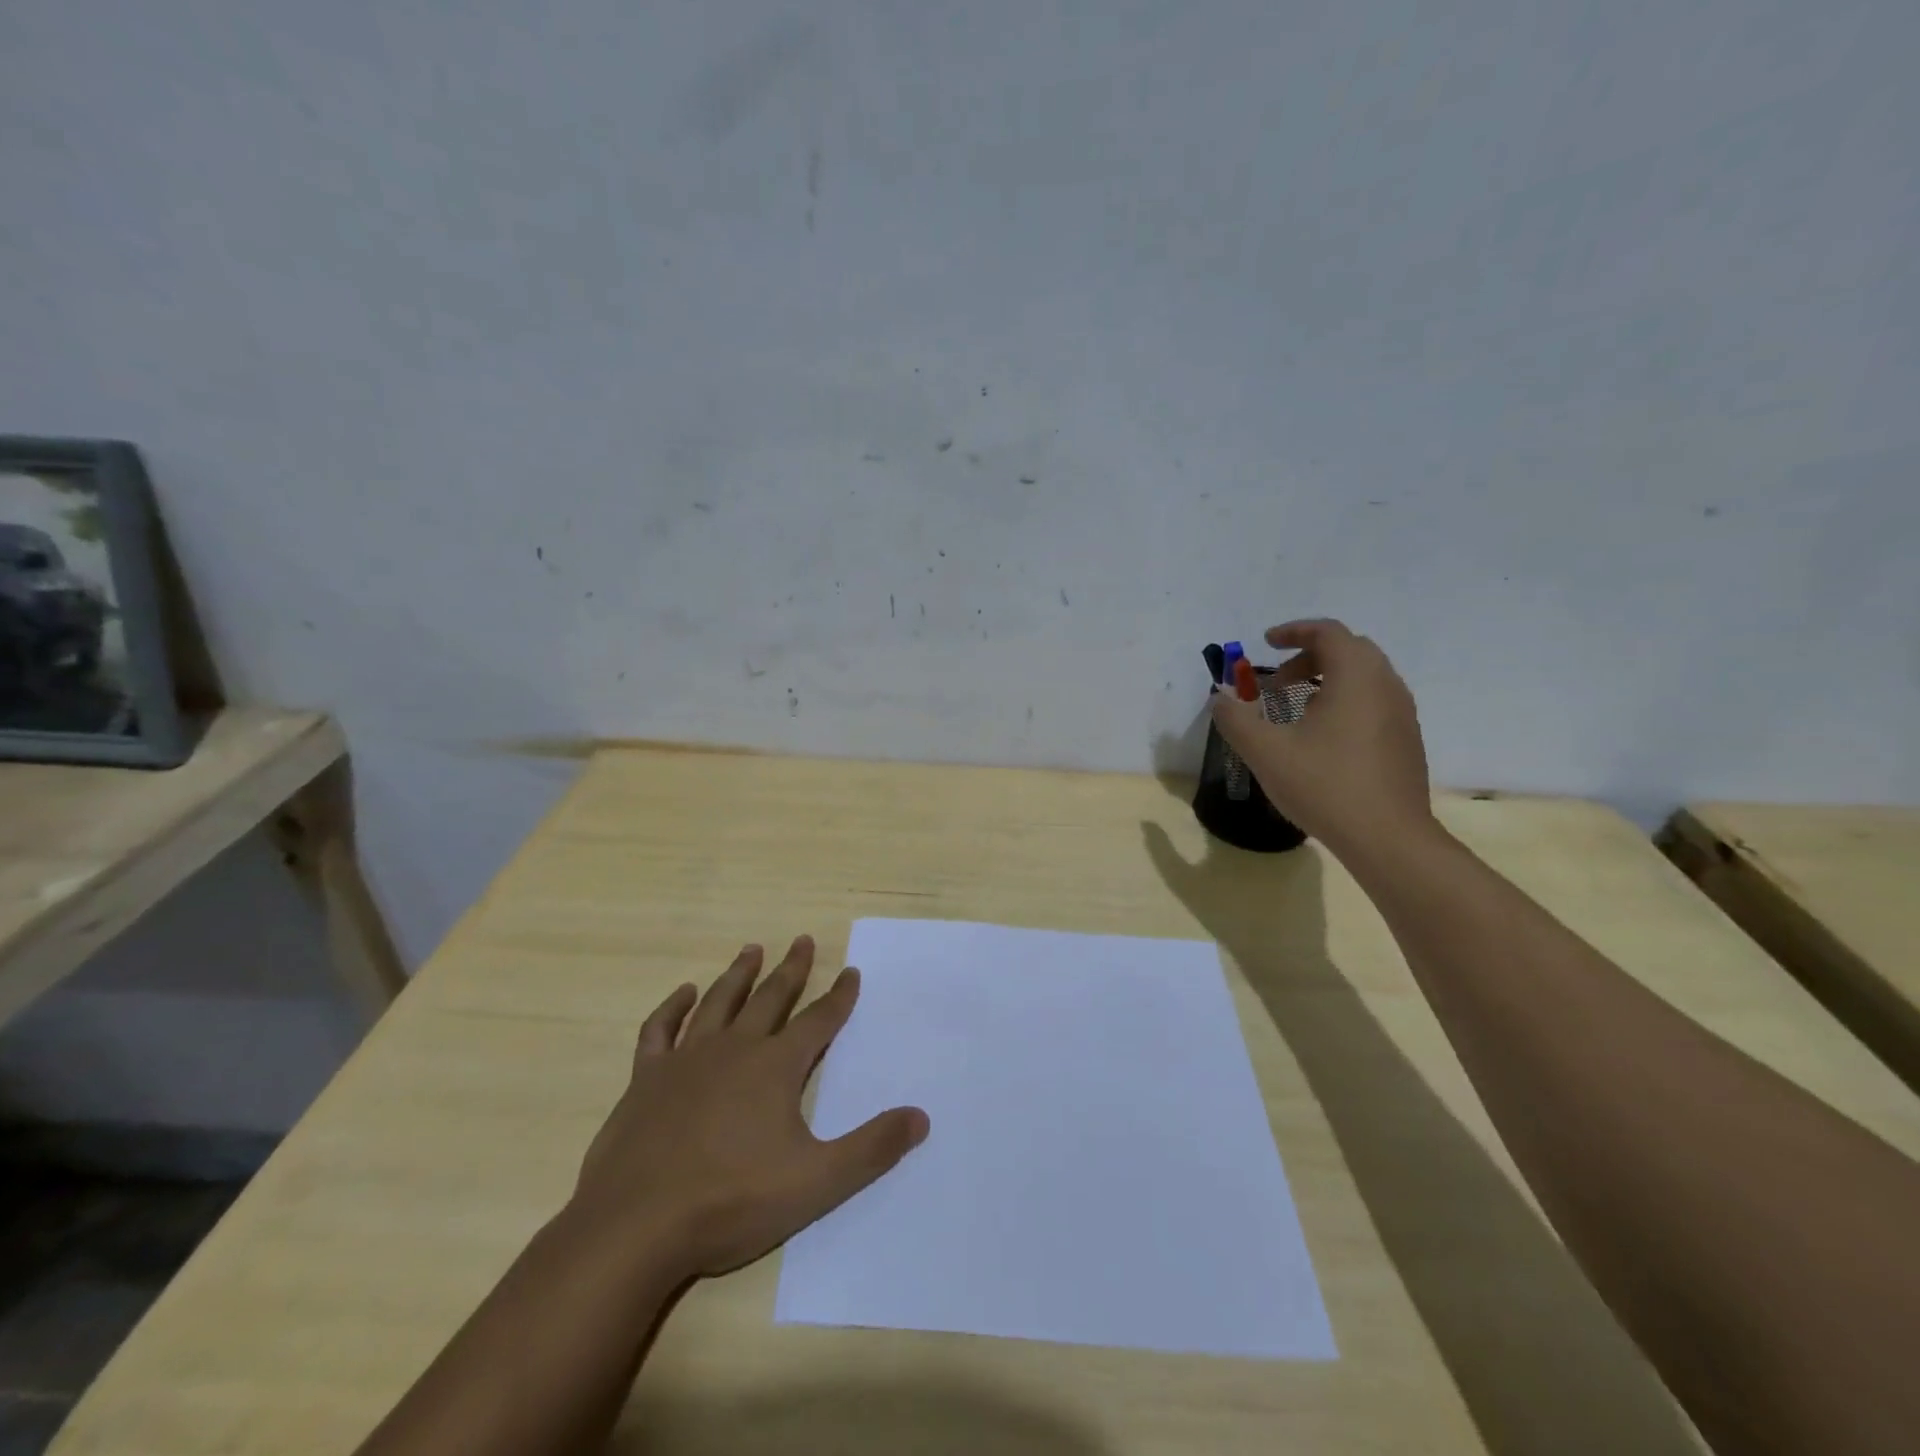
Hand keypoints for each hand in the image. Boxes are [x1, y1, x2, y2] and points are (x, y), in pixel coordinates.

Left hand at [571, 936, 927, 1279]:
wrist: (635, 1228)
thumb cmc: (731, 1202)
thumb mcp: (816, 1182)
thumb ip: (871, 1149)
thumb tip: (920, 1117)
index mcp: (775, 1067)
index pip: (818, 1020)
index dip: (839, 996)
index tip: (850, 971)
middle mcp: (734, 1049)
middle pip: (771, 998)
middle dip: (791, 969)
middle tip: (803, 939)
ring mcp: (686, 1060)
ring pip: (719, 1002)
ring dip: (739, 974)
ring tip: (752, 949)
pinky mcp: (645, 1079)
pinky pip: (660, 1030)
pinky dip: (673, 1007)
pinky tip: (683, 993)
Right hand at [1208, 619, 1435, 856]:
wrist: (1388, 839)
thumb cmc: (1325, 786)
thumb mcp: (1265, 751)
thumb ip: (1235, 718)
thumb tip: (1220, 698)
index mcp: (1356, 677)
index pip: (1328, 632)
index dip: (1293, 631)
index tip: (1265, 644)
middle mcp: (1386, 686)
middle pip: (1348, 650)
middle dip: (1307, 657)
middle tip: (1275, 683)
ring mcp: (1402, 714)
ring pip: (1363, 677)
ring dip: (1325, 680)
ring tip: (1293, 709)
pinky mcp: (1406, 740)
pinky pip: (1373, 702)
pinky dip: (1343, 701)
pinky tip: (1320, 738)